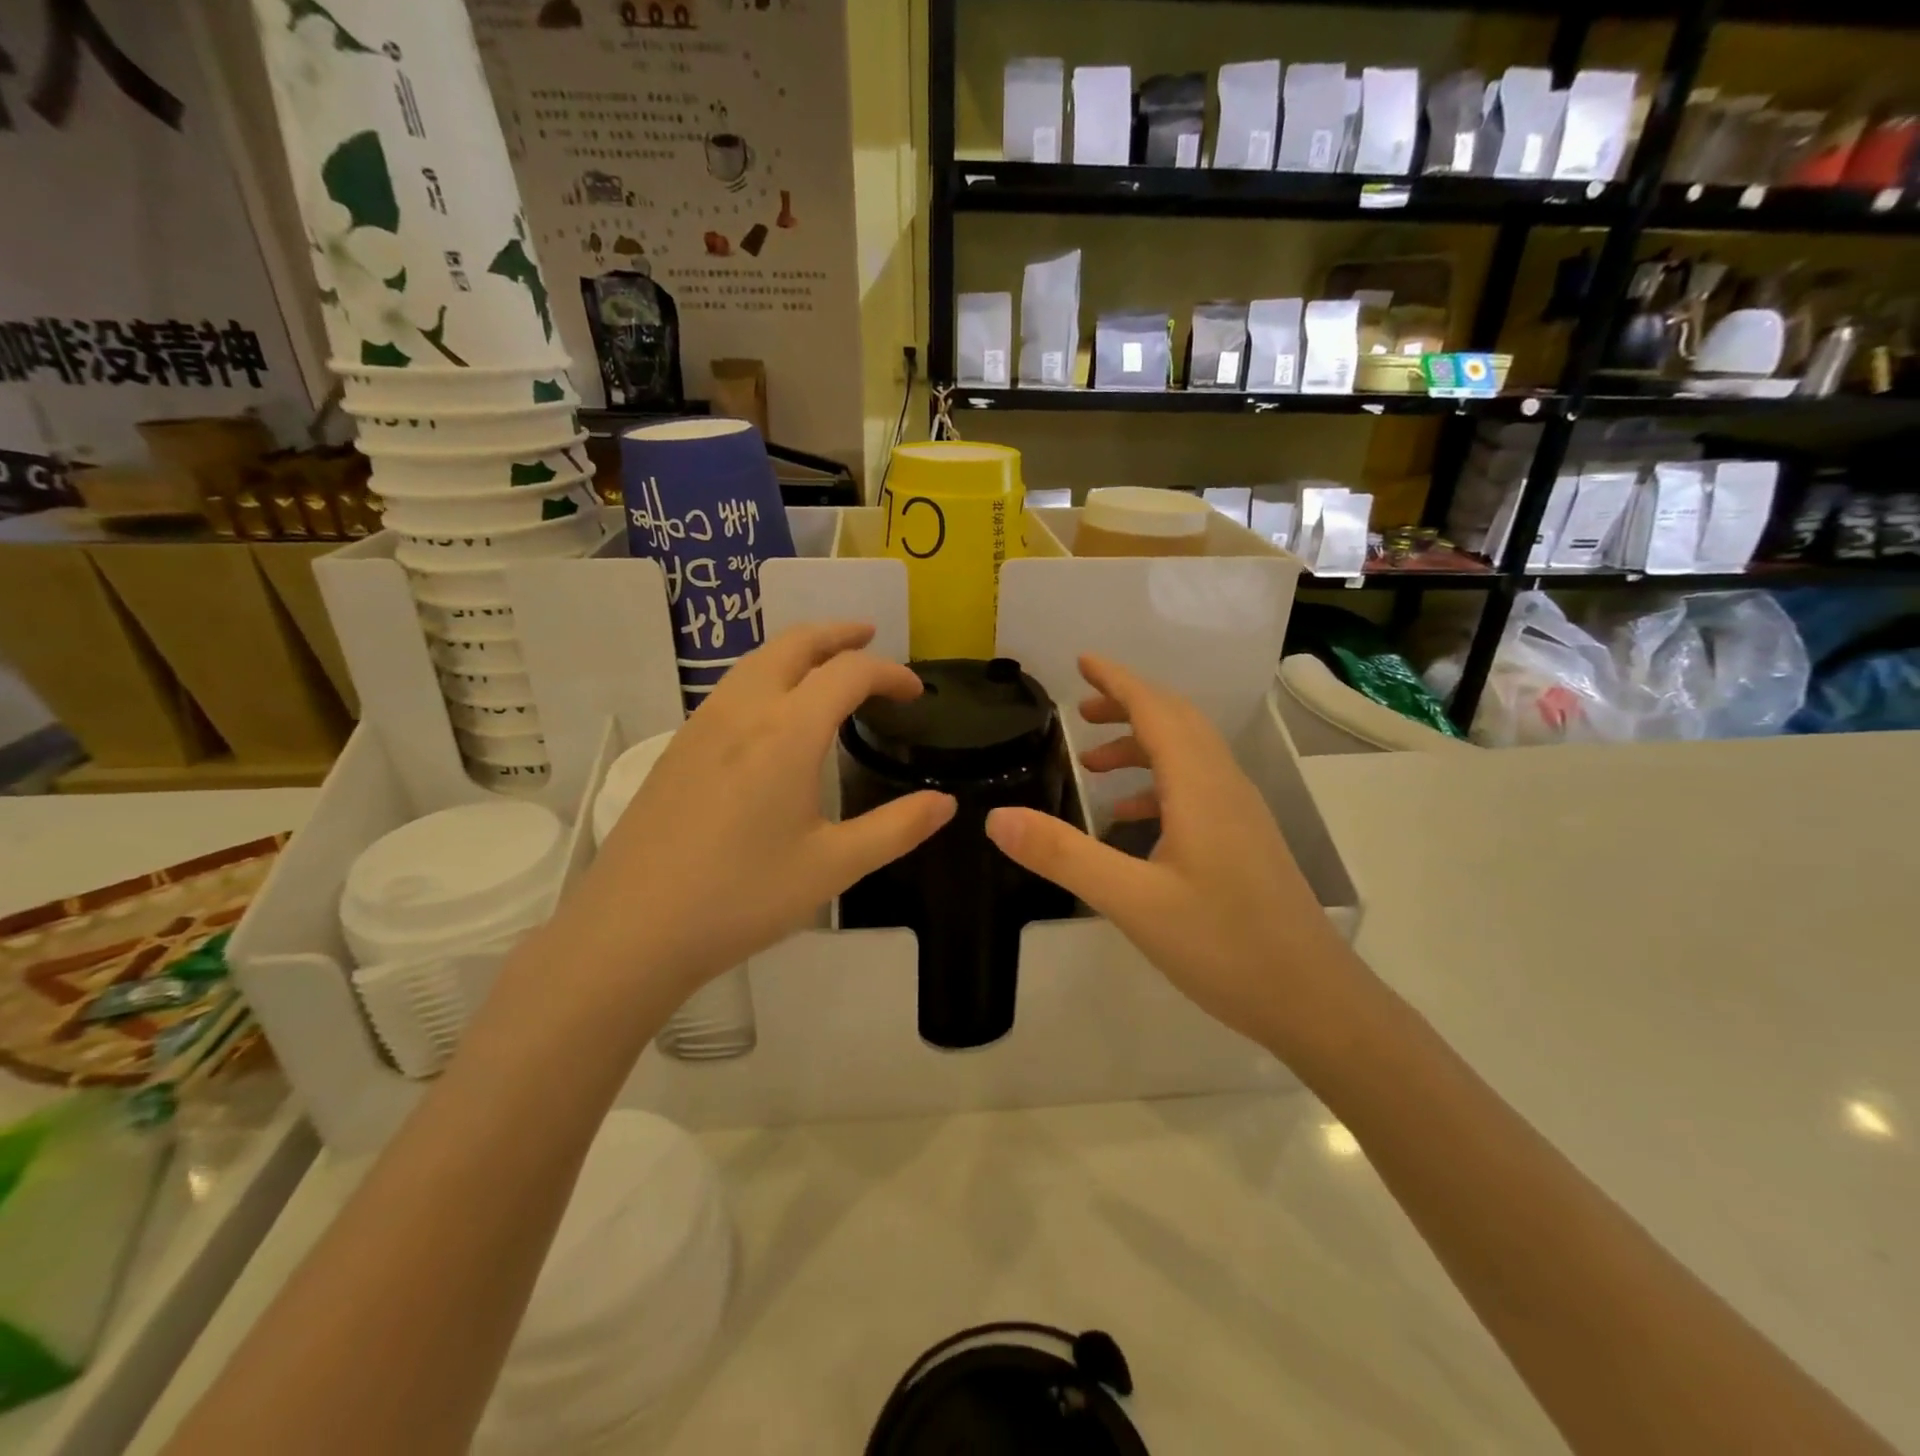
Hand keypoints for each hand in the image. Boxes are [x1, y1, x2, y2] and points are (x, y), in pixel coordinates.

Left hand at [555, 624, 954, 1003]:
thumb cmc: (742, 897)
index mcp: (787, 731)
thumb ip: (896, 829)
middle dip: (838, 633)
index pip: (849, 673)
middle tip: (870, 636)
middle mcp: (743, 711)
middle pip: (795, 643)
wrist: (632, 929)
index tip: (915, 693)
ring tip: (827, 665)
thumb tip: (946, 804)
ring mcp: (702, 725)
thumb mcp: (833, 867)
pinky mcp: (677, 747)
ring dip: (799, 649)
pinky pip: (732, 687)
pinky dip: (768, 674)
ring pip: (757, 660)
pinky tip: (774, 713)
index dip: (890, 673)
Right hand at [985, 655, 1361, 1053]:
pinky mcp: (1244, 840)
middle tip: (1078, 708)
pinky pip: (1196, 787)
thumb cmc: (1224, 946)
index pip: (1156, 709)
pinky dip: (1157, 783)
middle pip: (1176, 721)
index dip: (1117, 680)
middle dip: (1127, 704)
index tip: (1081, 661)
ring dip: (1141, 744)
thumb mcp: (1132, 902)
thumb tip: (997, 817)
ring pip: (1188, 754)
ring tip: (1092, 764)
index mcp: (1200, 786)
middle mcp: (1224, 786)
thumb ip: (1064, 856)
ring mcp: (1240, 813)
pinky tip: (1129, 818)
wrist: (1313, 999)